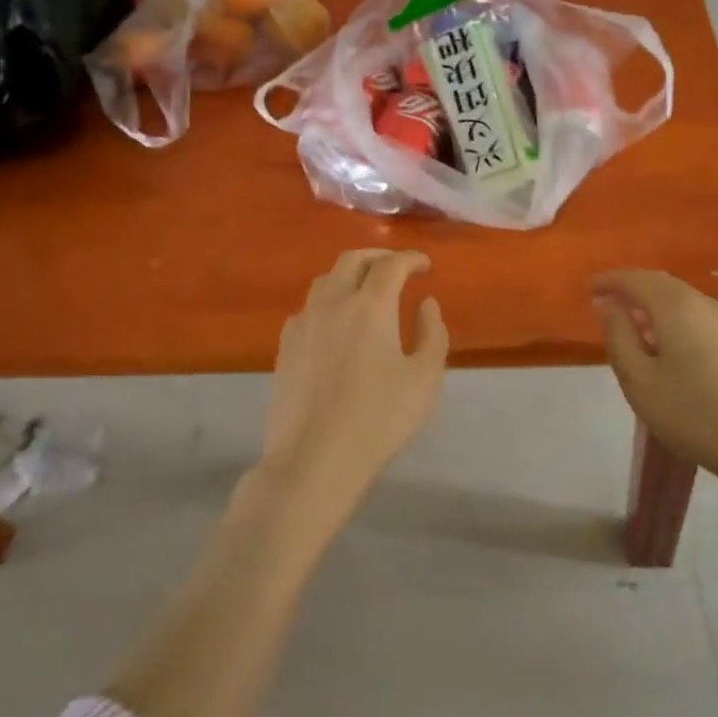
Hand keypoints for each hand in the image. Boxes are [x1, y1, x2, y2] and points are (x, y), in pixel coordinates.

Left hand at [258, 250, 448, 524]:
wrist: (313, 459)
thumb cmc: (378, 419)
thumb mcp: (424, 379)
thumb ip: (432, 334)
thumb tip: (426, 303)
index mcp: (370, 305)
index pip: (392, 264)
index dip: (411, 258)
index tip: (425, 266)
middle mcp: (333, 302)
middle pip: (352, 260)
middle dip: (378, 257)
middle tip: (397, 268)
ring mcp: (303, 323)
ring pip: (325, 280)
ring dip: (349, 275)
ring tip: (366, 290)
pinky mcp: (285, 346)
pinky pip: (308, 308)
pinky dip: (327, 302)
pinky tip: (334, 324)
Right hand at [593, 270, 717, 522]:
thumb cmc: (692, 413)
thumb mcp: (639, 380)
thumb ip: (618, 335)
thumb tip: (606, 304)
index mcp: (675, 306)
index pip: (635, 279)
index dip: (609, 280)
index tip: (589, 288)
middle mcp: (702, 302)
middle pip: (659, 283)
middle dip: (630, 288)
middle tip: (605, 302)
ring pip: (679, 298)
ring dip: (651, 303)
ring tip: (631, 325)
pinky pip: (694, 314)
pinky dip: (671, 317)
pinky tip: (664, 343)